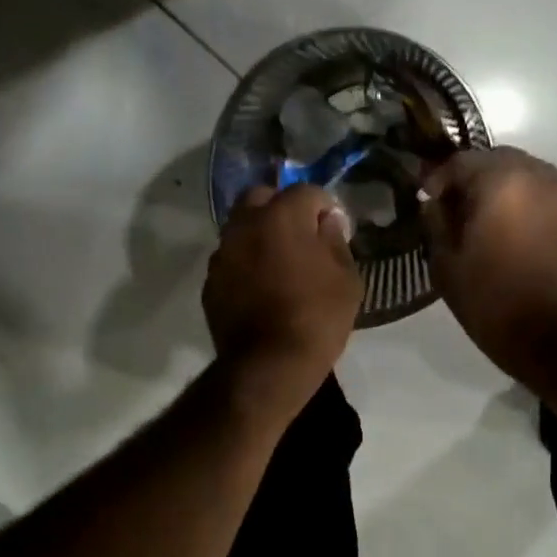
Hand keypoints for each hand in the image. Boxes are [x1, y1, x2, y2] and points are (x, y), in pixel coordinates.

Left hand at [203, 183, 361, 424]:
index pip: (306, 191)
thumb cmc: (317, 318)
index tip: (335, 228)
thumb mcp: (346, 278)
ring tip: (279, 263)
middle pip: (262, 198)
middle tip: (301, 235)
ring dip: (260, 235)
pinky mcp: (210, 282)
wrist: (268, 365)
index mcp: (281, 216)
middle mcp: (245, 225)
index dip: (325, 206)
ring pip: (241, 228)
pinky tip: (260, 287)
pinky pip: (231, 259)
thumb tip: (327, 222)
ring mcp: (222, 253)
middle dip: (282, 208)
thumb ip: (336, 241)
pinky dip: (245, 263)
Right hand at [421, 148, 556, 386]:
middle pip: (496, 159)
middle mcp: (537, 175)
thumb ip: (436, 222)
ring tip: (483, 219)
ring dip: (500, 187)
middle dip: (471, 177)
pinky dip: (523, 201)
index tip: (425, 199)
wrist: (555, 336)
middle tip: (453, 206)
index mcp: (500, 181)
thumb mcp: (446, 263)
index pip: (461, 160)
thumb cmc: (491, 300)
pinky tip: (511, 231)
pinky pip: (543, 194)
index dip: (437, 177)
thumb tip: (434, 203)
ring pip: (523, 173)